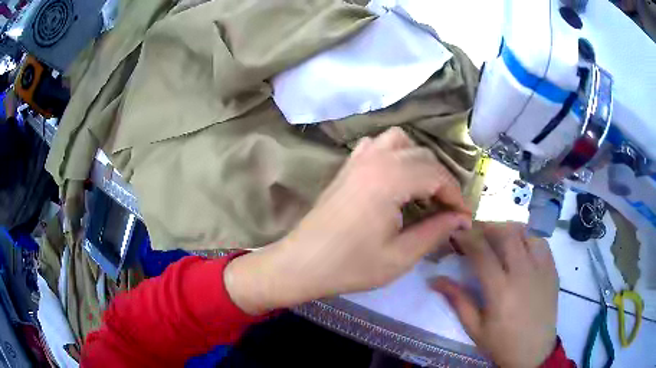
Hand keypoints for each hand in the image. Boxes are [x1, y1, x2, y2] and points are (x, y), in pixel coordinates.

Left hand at [225, 127, 471, 314]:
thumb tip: (461, 219)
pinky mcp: (347, 166)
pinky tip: (396, 177)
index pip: (437, 175)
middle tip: (448, 210)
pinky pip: (377, 145)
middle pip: (423, 156)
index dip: (456, 196)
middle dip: (442, 181)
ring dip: (419, 162)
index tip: (465, 218)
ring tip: (424, 190)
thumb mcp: (400, 256)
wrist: (302, 263)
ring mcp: (358, 159)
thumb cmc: (351, 265)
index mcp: (390, 179)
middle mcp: (375, 159)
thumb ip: (435, 231)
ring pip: (401, 142)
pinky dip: (394, 154)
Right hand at [432, 222, 558, 367]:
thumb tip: (435, 279)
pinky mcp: (552, 269)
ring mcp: (541, 269)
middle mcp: (523, 273)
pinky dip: (528, 238)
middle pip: (506, 233)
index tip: (456, 232)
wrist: (534, 351)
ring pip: (525, 233)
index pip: (481, 252)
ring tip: (499, 237)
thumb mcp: (474, 327)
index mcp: (500, 290)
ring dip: (509, 230)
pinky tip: (521, 248)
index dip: (466, 237)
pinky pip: (541, 242)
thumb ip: (457, 300)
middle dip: (488, 226)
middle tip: (477, 231)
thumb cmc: (501, 343)